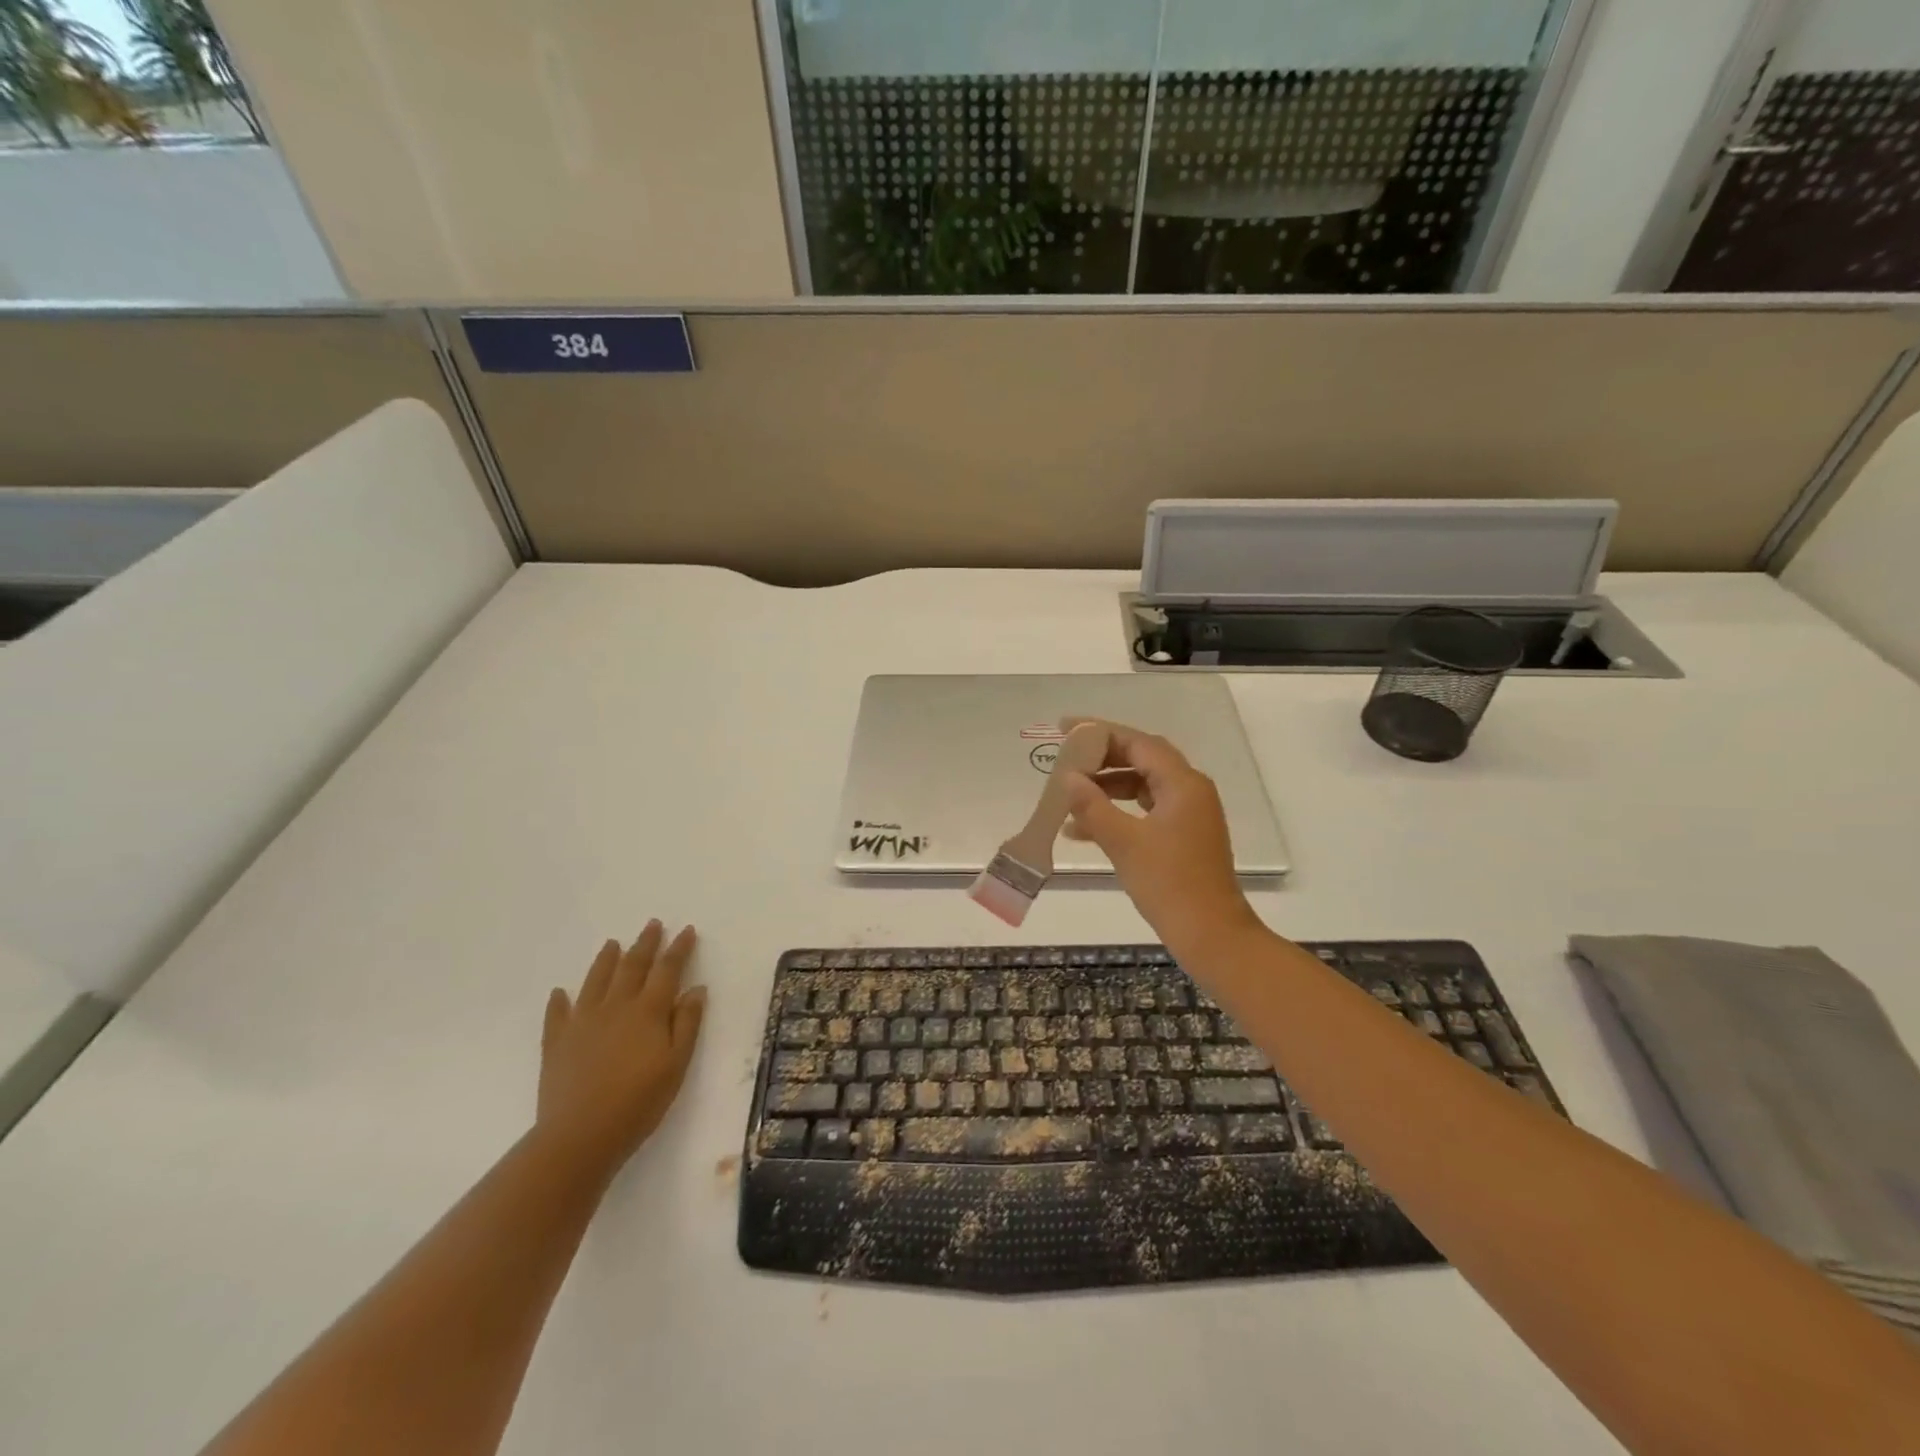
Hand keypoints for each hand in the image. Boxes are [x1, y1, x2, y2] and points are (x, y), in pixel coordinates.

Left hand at [537, 921, 705, 1177]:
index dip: (678, 949)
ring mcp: (582, 1022)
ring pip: (596, 981)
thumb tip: (696, 988)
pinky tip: (560, 992)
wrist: (580, 1136)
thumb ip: (687, 1023)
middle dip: (645, 944)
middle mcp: (615, 1006)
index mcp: (648, 1011)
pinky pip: (557, 1014)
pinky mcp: (556, 1043)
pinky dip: (559, 1000)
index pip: (667, 970)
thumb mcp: (677, 1064)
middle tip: (652, 924)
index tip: (687, 930)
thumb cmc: (638, 1102)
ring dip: (606, 960)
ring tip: (612, 943)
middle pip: (632, 966)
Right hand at [1060, 721, 1261, 962]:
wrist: (1211, 935)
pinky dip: (1118, 813)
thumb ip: (1092, 805)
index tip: (1065, 729)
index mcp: (1183, 783)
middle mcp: (1190, 790)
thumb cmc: (1169, 883)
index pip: (1137, 742)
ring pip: (1142, 786)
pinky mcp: (1183, 836)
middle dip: (1101, 758)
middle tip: (1066, 759)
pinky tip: (1084, 830)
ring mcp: (1189, 814)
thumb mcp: (1124, 842)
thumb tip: (1068, 777)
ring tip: (1069, 796)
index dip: (1099, 732)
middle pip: (1141, 759)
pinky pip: (1145, 810)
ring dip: (1106, 788)